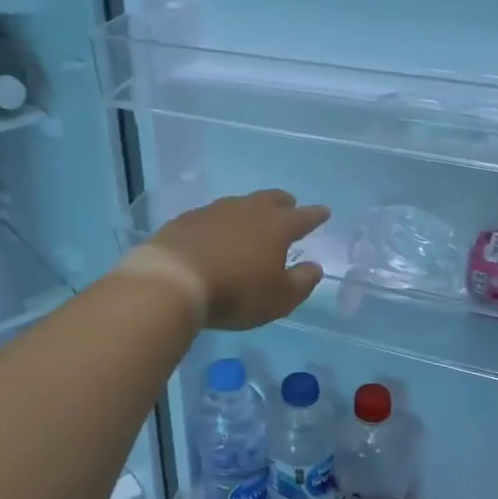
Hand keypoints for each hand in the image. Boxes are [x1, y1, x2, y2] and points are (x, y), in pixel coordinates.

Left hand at [148, 189, 329, 330]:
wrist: (173, 281)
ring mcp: (214, 211)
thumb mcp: (279, 298)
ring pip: (240, 204)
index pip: (303, 217)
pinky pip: (211, 216)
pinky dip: (219, 223)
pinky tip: (214, 234)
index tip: (324, 211)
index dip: (316, 215)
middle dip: (283, 203)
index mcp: (276, 226)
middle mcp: (247, 210)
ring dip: (249, 211)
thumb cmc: (236, 292)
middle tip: (289, 206)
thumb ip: (301, 282)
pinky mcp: (186, 219)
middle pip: (271, 199)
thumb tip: (315, 267)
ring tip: (250, 221)